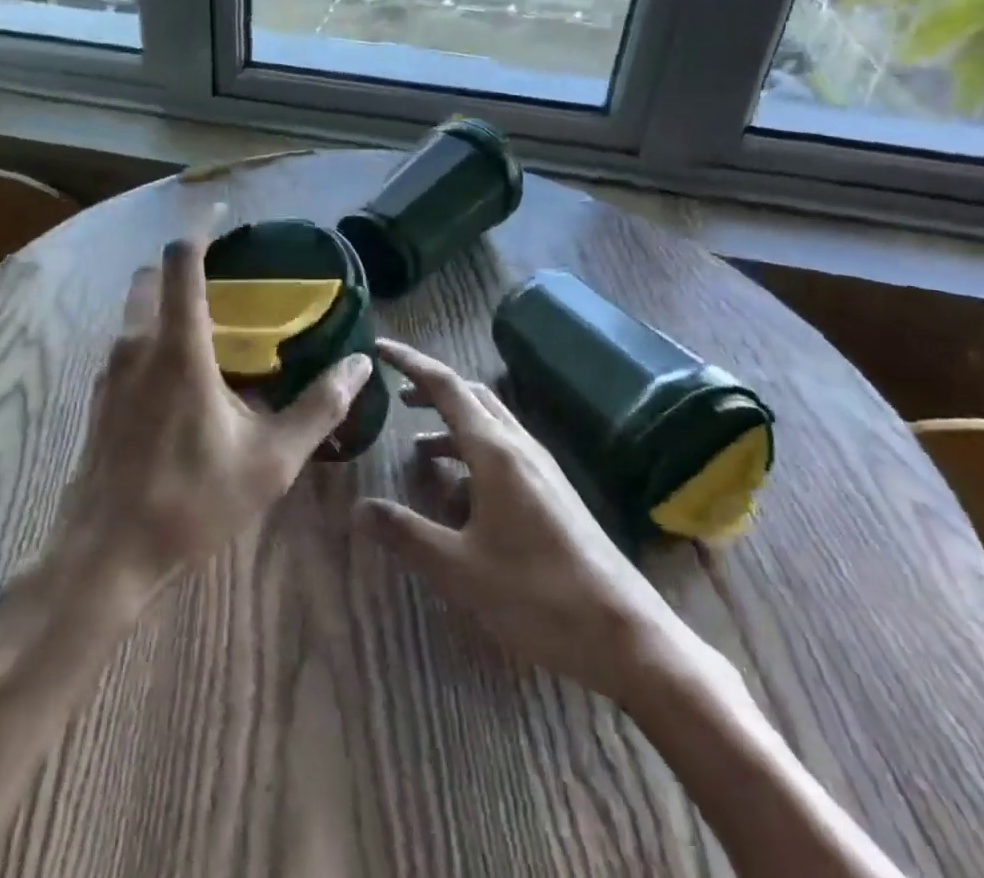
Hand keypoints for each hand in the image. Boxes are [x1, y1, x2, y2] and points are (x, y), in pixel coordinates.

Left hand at [52, 228, 373, 602]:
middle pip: (153, 276)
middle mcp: (137, 345)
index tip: (226, 214)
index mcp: (177, 346)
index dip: (202, 226)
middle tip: (228, 272)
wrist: (105, 557)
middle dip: (186, 262)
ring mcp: (111, 371)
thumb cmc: (190, 502)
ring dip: (169, 299)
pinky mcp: (100, 396)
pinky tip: (187, 373)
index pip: (182, 260)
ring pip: (137, 310)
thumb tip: (360, 365)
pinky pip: (130, 343)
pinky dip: (155, 332)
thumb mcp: (270, 459)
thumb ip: (319, 407)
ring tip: (215, 321)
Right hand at [357, 338, 699, 699]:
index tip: (378, 348)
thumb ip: (406, 533)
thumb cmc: (536, 594)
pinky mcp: (553, 492)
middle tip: (395, 396)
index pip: (444, 386)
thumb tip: (358, 507)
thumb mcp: (458, 569)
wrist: (624, 635)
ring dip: (451, 425)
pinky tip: (460, 494)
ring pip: (489, 424)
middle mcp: (519, 446)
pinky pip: (504, 452)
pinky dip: (472, 454)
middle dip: (431, 390)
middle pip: (470, 396)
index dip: (409, 362)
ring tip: (417, 449)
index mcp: (494, 450)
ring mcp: (541, 468)